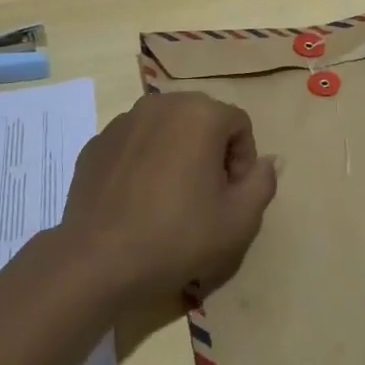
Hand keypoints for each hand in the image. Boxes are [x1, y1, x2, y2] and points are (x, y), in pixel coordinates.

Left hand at [59, 91, 277, 307]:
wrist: (96, 259)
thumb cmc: (176, 237)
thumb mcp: (239, 220)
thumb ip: (263, 182)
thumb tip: (268, 161)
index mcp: (200, 113)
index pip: (239, 125)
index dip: (243, 161)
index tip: (232, 197)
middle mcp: (161, 104)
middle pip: (202, 120)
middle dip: (212, 152)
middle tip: (206, 197)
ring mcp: (123, 121)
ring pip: (166, 129)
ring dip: (177, 153)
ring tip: (170, 198)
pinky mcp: (97, 143)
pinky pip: (135, 144)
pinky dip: (144, 162)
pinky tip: (138, 200)